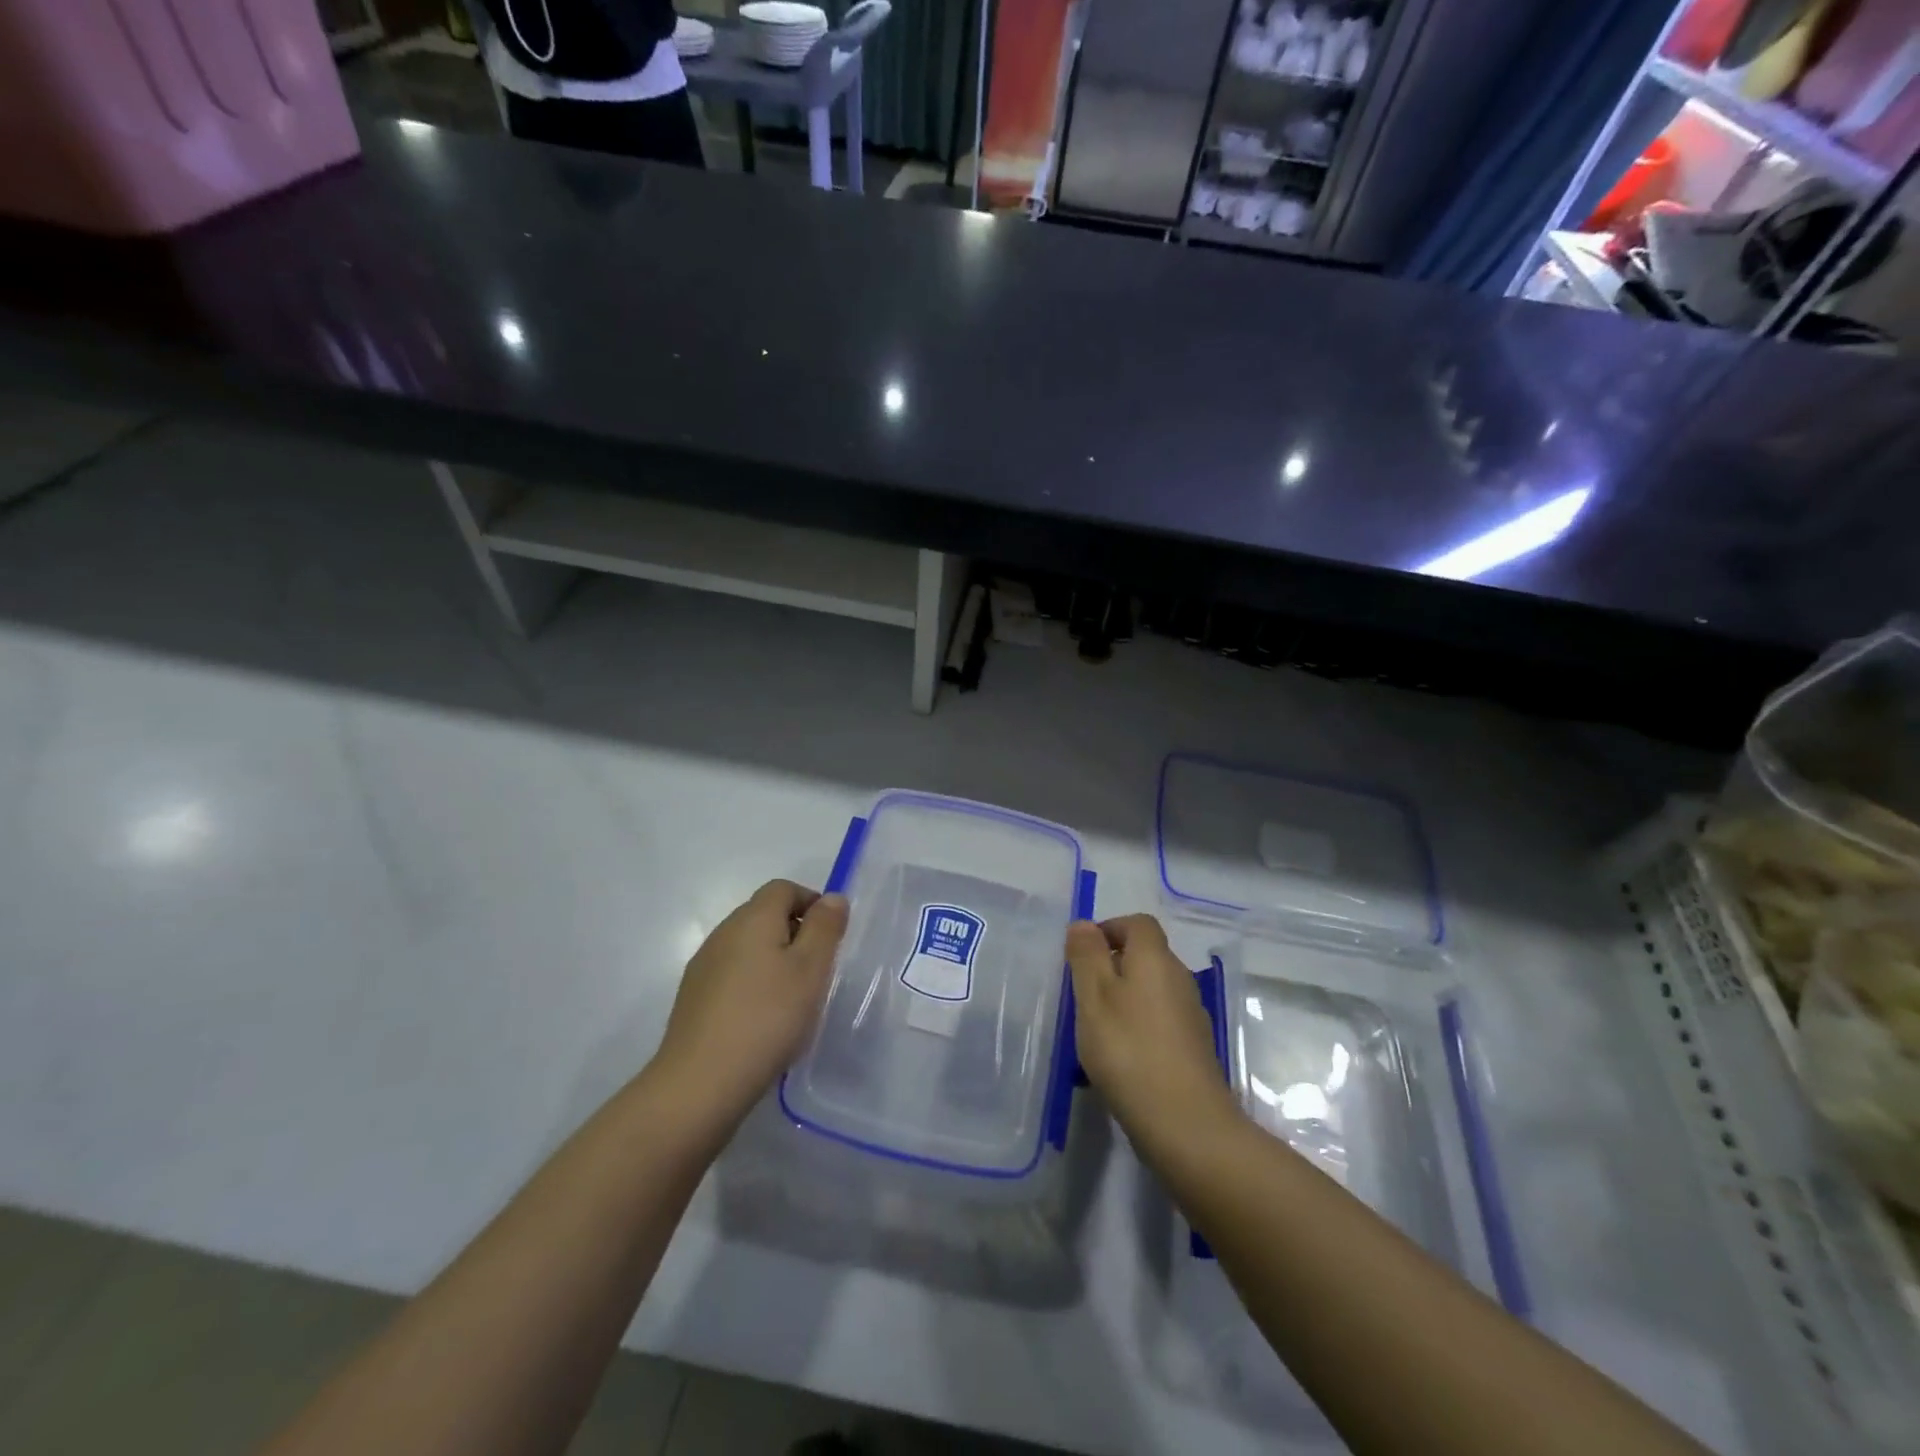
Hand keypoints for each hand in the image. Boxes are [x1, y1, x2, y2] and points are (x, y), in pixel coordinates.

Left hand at [650, 880, 848, 1127]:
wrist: (700, 1083)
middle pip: (764, 914)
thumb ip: (825, 928)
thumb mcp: (811, 970)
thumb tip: (832, 897)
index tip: (831, 935)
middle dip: (795, 932)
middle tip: (818, 970)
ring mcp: (704, 966)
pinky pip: (732, 974)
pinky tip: (764, 1020)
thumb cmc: (767, 1018)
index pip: (783, 888)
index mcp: (753, 918)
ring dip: (774, 959)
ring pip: (747, 946)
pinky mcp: (694, 998)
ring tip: (794, 998)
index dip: (811, 902)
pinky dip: (753, 984)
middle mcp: (723, 932)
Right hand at [1066, 914, 1242, 1160]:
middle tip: (1082, 994)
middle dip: (1112, 966)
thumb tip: (1084, 924)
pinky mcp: (1194, 1048)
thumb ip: (1086, 956)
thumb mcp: (1094, 998)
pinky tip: (1121, 1058)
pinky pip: (1160, 1021)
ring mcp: (1191, 1015)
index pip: (1137, 923)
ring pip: (1152, 990)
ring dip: (1124, 999)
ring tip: (1096, 1029)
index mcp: (1155, 959)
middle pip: (1146, 956)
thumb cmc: (1129, 1051)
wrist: (1186, 1125)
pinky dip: (1138, 1026)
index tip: (1082, 955)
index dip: (1109, 929)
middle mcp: (1179, 979)